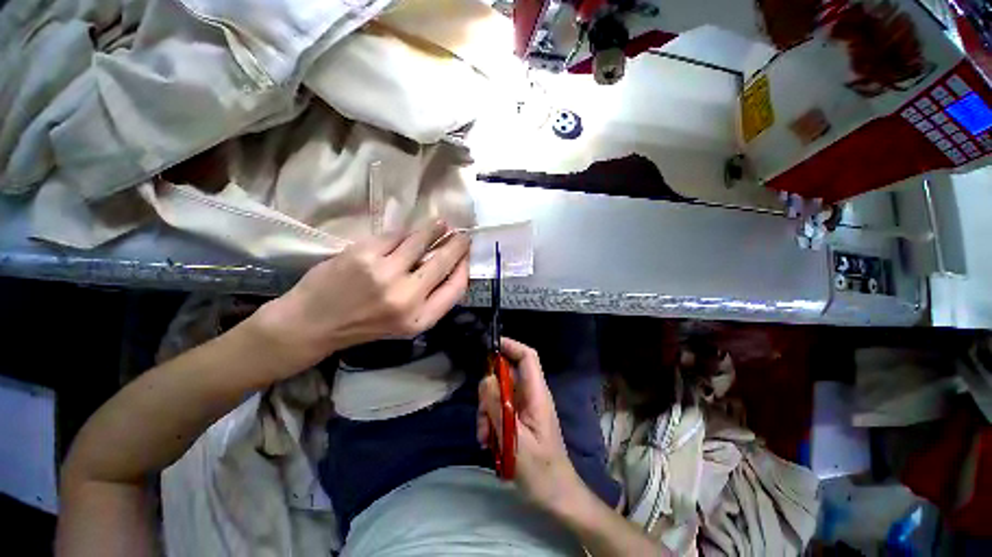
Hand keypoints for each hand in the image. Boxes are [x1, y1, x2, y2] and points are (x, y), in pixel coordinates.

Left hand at [255, 221, 469, 373]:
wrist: (312, 324)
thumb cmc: (364, 325)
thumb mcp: (406, 324)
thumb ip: (431, 300)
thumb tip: (451, 267)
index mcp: (420, 319)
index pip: (456, 287)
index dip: (465, 267)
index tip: (466, 256)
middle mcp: (407, 298)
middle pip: (443, 262)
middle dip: (457, 245)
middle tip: (462, 235)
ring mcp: (385, 274)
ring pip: (420, 241)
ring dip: (434, 229)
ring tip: (441, 224)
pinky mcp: (364, 255)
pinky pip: (394, 236)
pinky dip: (403, 233)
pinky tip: (407, 233)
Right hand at [477, 338, 584, 512]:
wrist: (556, 497)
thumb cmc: (540, 471)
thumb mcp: (514, 439)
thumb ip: (498, 407)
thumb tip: (485, 378)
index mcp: (537, 394)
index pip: (527, 357)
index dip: (511, 346)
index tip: (489, 346)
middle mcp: (531, 396)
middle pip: (506, 376)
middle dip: (489, 390)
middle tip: (482, 414)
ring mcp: (525, 408)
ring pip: (499, 394)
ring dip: (487, 411)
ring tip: (484, 436)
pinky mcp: (519, 420)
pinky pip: (500, 410)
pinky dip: (490, 421)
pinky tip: (488, 442)